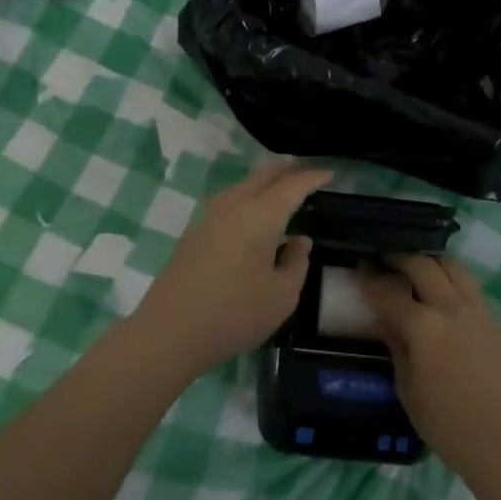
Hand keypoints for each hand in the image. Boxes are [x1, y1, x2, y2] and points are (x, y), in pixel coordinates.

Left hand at [130, 162, 332, 373]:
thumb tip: (299, 240)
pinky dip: (247, 195)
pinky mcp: (194, 231)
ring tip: (280, 184)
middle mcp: (234, 205)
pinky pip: (228, 200)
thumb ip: (297, 263)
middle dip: (286, 168)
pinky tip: (251, 211)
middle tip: (306, 169)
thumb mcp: (282, 295)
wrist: (170, 330)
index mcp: (261, 215)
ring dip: (264, 180)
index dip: (312, 177)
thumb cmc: (235, 313)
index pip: (292, 186)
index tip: (330, 173)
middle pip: (263, 175)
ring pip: (242, 185)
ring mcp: (209, 216)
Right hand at [361, 255, 500, 472]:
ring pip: (453, 267)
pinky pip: (471, 287)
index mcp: (421, 325)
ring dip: (432, 262)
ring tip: (418, 268)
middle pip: (422, 265)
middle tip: (386, 260)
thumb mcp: (406, 386)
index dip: (370, 279)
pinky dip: (453, 280)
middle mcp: (449, 307)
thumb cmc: (443, 420)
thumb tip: (382, 322)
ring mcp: (476, 310)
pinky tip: (445, 293)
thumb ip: (395, 346)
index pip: (388, 292)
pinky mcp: (494, 321)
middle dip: (400, 258)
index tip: (361, 267)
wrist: (499, 436)